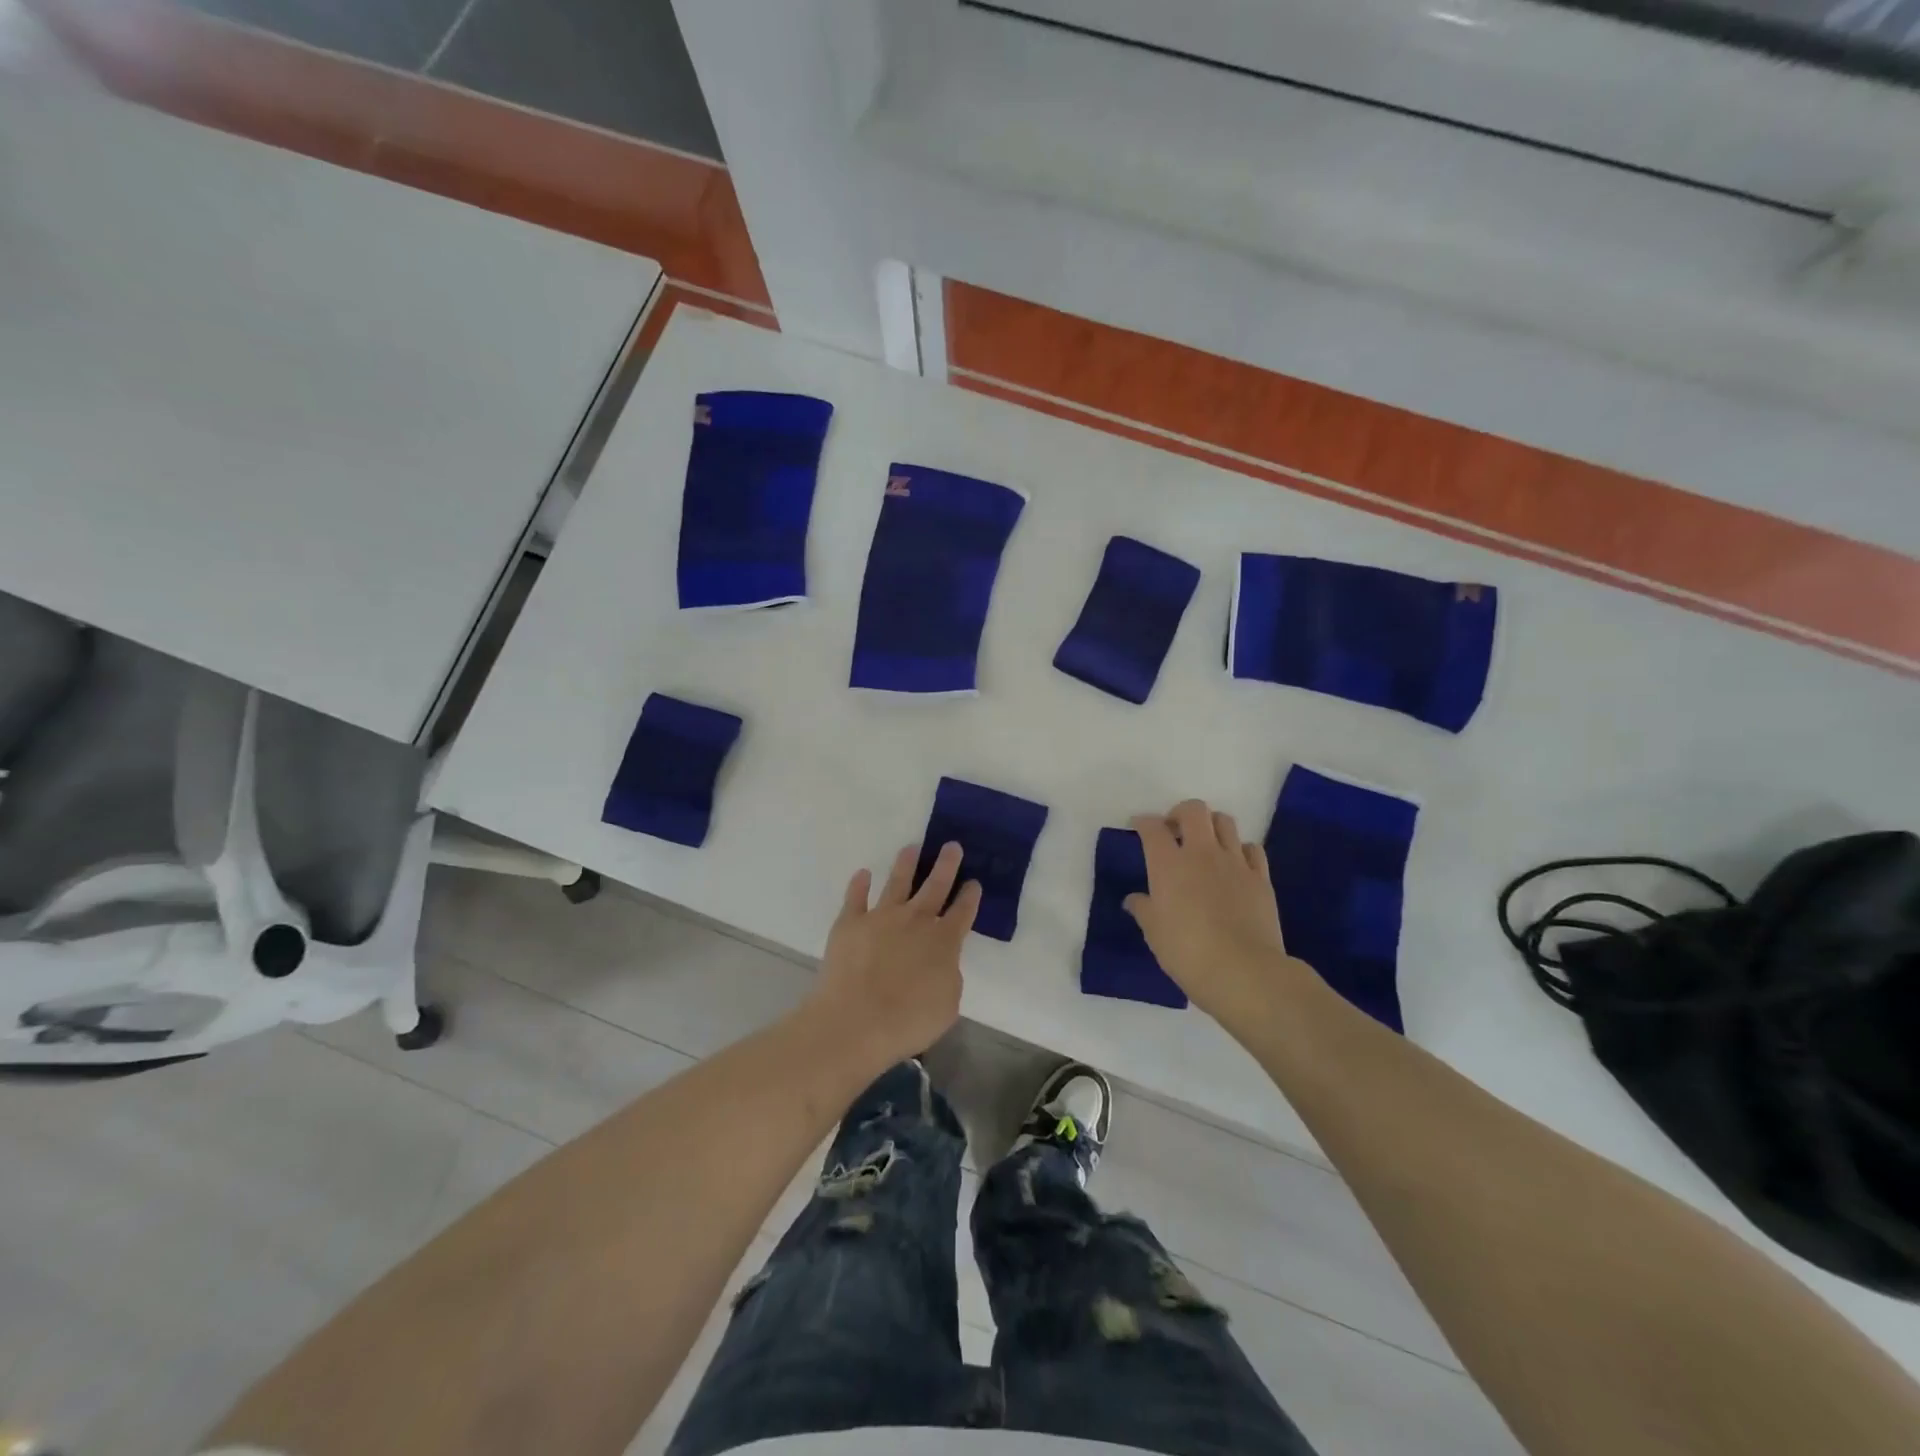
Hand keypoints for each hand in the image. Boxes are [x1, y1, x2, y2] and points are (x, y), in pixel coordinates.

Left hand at [809, 842, 980, 1074]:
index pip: (962, 912)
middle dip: (946, 865)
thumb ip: (949, 977)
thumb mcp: (947, 1006)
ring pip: (897, 882)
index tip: (974, 882)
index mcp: (944, 941)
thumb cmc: (908, 1021)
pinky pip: (855, 897)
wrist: (855, 1021)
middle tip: (952, 845)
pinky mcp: (850, 923)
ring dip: (906, 864)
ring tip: (911, 847)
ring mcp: (881, 917)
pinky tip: (863, 874)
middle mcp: (915, 920)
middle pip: (935, 886)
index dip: (970, 896)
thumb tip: (942, 964)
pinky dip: (859, 884)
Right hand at [1126, 800, 1312, 1036]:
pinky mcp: (1261, 878)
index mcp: (1168, 863)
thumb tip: (1134, 899)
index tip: (1138, 827)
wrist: (1243, 971)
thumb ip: (1143, 909)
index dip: (1143, 822)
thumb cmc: (1186, 952)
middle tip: (1174, 830)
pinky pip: (1251, 848)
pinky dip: (1240, 849)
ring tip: (1205, 844)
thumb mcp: (1154, 932)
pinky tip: (1234, 865)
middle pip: (1194, 810)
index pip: (1152, 827)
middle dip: (1180, 812)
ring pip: (1225, 821)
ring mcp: (1235, 862)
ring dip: (1211, 825)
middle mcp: (1201, 853)